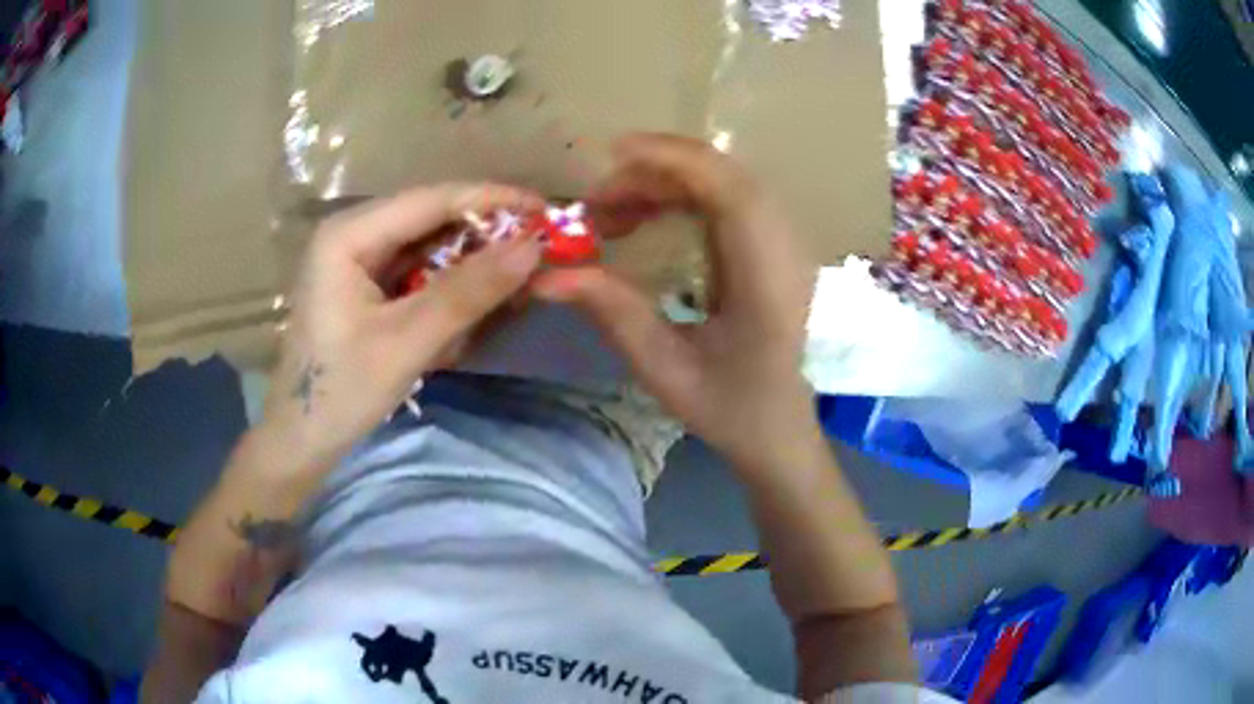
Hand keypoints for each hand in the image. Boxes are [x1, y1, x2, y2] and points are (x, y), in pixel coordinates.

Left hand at [261, 184, 545, 467]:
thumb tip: (533, 247)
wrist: (301, 442)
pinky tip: (478, 300)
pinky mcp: (366, 285)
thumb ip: (468, 292)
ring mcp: (358, 259)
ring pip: (429, 244)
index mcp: (348, 234)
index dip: (492, 200)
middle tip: (540, 249)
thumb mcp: (407, 343)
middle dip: (484, 234)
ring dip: (472, 261)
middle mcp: (353, 233)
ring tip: (518, 276)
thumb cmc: (340, 393)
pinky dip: (451, 284)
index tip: (546, 210)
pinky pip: (418, 271)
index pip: (432, 199)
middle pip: (431, 218)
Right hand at [532, 134, 819, 467]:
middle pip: (726, 175)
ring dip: (667, 183)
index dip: (673, 160)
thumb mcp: (663, 370)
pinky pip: (728, 198)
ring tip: (614, 213)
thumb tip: (544, 276)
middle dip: (656, 172)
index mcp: (768, 281)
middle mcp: (786, 250)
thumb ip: (611, 312)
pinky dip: (683, 196)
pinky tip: (648, 217)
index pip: (730, 191)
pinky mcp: (774, 247)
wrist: (779, 428)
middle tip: (597, 203)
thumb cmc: (729, 409)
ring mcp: (786, 245)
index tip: (612, 156)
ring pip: (726, 182)